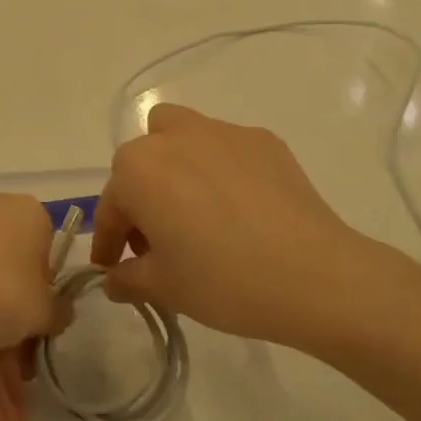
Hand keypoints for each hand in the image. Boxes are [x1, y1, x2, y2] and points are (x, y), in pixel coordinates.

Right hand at [90, 105, 413, 349]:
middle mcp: (174, 137)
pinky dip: (220, 169)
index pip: (110, 206)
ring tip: (195, 209)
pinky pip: (226, 148)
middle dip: (139, 195)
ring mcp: (222, 132)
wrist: (313, 274)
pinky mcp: (264, 140)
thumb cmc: (222, 280)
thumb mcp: (164, 287)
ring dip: (175, 166)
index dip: (108, 241)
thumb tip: (116, 279)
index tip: (112, 268)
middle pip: (140, 159)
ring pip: (181, 135)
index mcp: (138, 170)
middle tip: (156, 239)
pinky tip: (241, 208)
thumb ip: (128, 279)